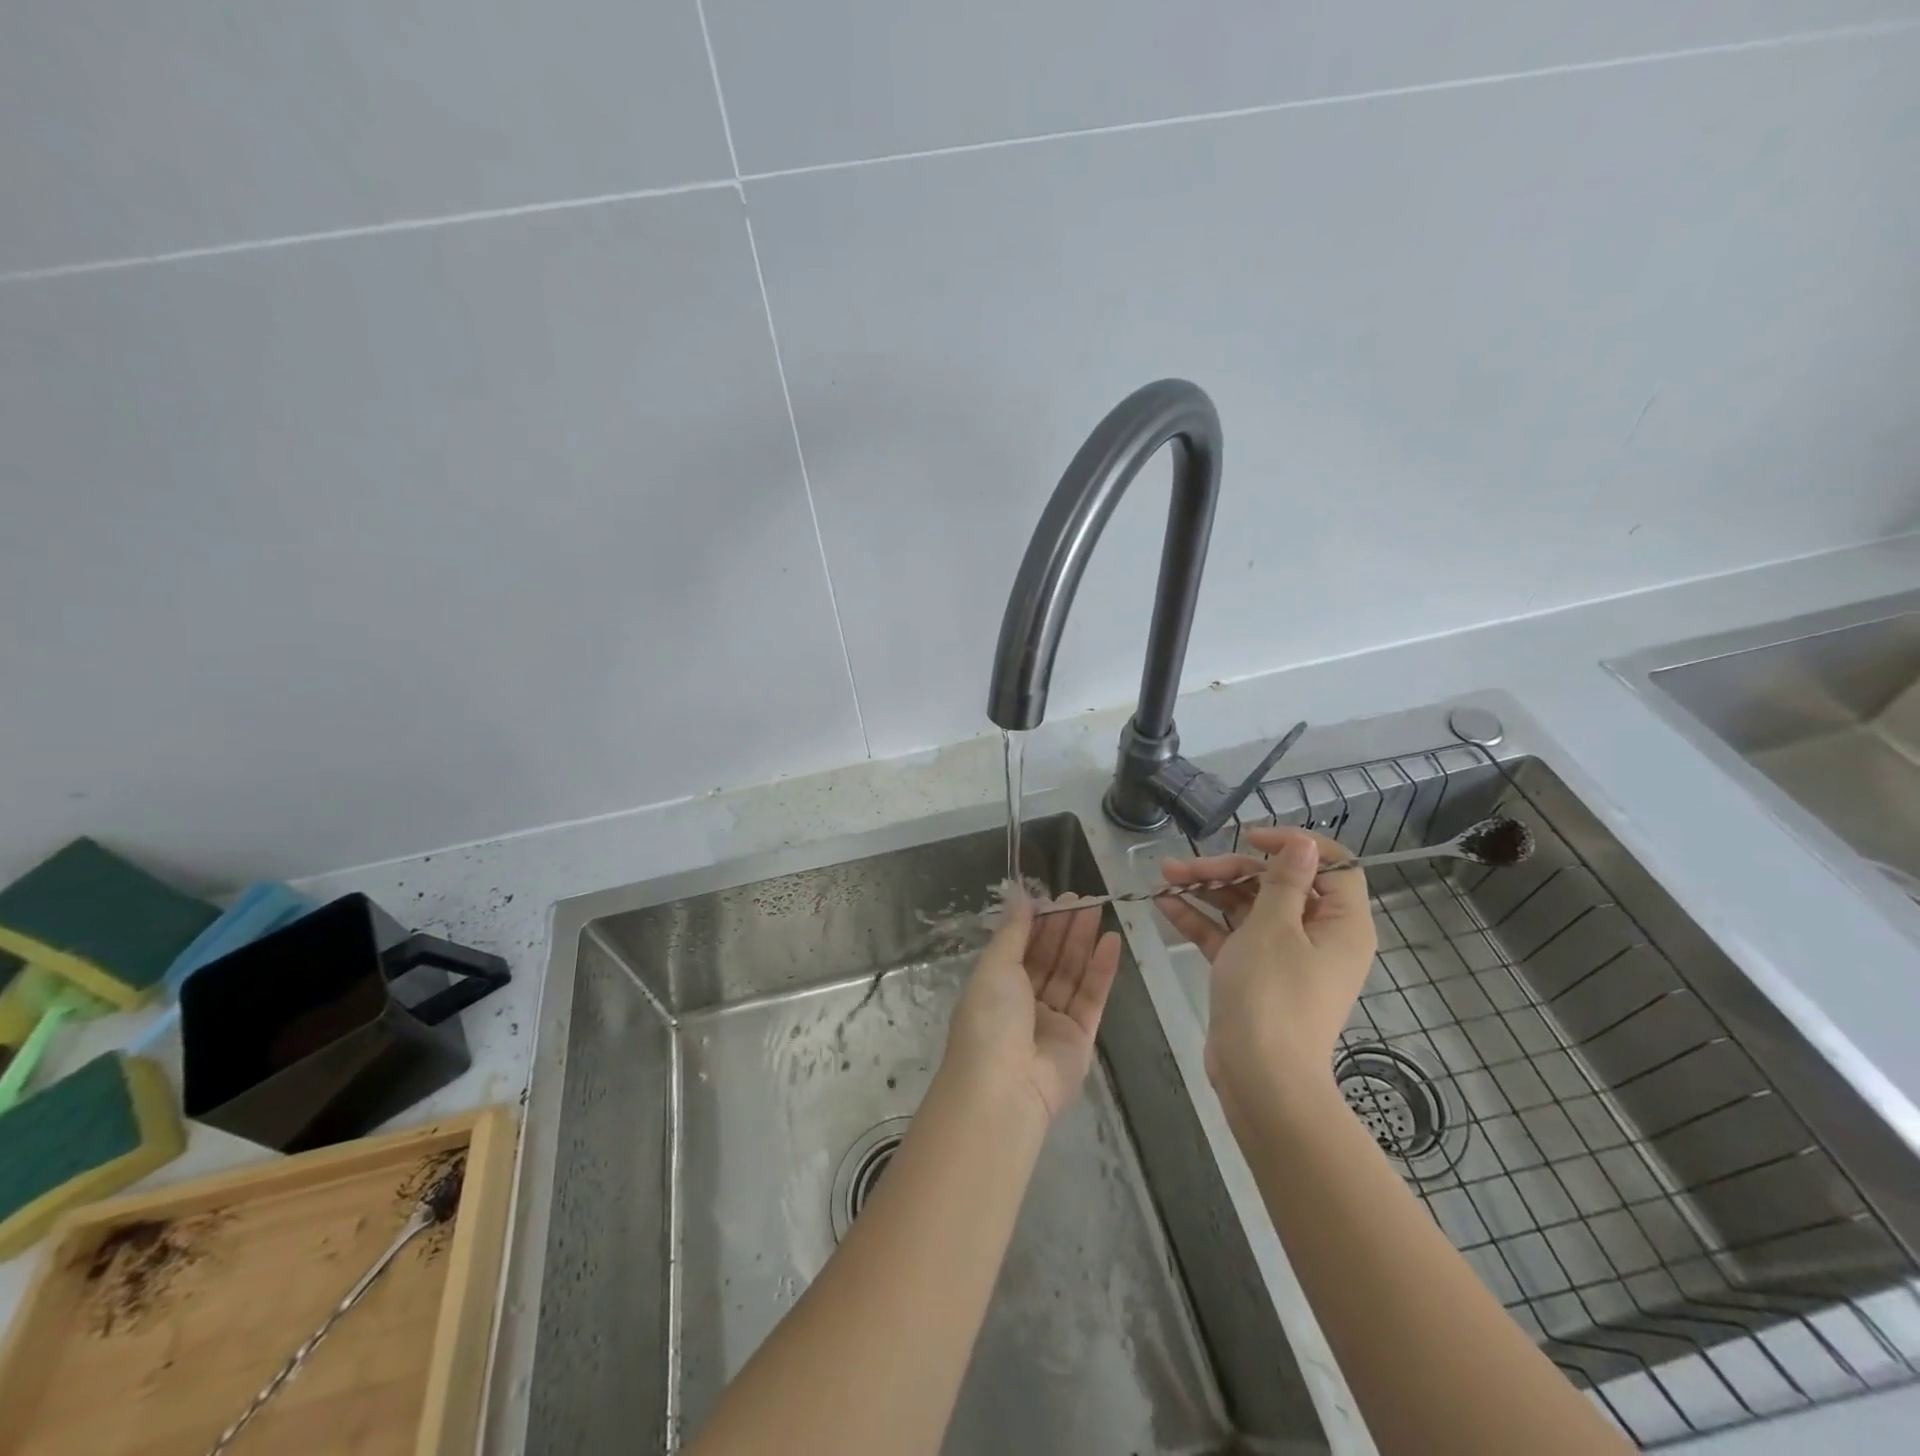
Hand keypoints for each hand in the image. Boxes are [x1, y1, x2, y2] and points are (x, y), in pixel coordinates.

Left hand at [943, 888, 1121, 1123]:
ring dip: (1083, 942)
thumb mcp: (995, 966)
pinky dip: (1101, 969)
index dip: (1038, 922)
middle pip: (1049, 957)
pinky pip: (1091, 996)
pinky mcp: (1080, 1037)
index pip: (1021, 946)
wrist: (1005, 1088)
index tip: (1056, 897)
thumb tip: (1017, 894)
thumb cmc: (990, 1019)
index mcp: (996, 986)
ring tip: (1098, 910)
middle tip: (1083, 898)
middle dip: (1064, 927)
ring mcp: (1053, 1020)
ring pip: (1071, 973)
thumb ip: (1013, 931)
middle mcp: (1023, 1002)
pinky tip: (1111, 941)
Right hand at [1156, 826, 1376, 1105]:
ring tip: (1164, 877)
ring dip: (1208, 891)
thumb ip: (1284, 881)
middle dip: (1228, 870)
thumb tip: (1307, 843)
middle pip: (1276, 885)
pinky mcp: (1254, 976)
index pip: (1332, 866)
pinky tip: (1165, 904)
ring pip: (1247, 909)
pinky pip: (1230, 937)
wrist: (1260, 1079)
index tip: (1250, 837)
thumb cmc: (1272, 995)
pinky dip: (1202, 921)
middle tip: (1185, 866)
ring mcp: (1284, 958)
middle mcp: (1317, 936)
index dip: (1293, 845)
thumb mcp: (1273, 927)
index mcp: (1340, 923)